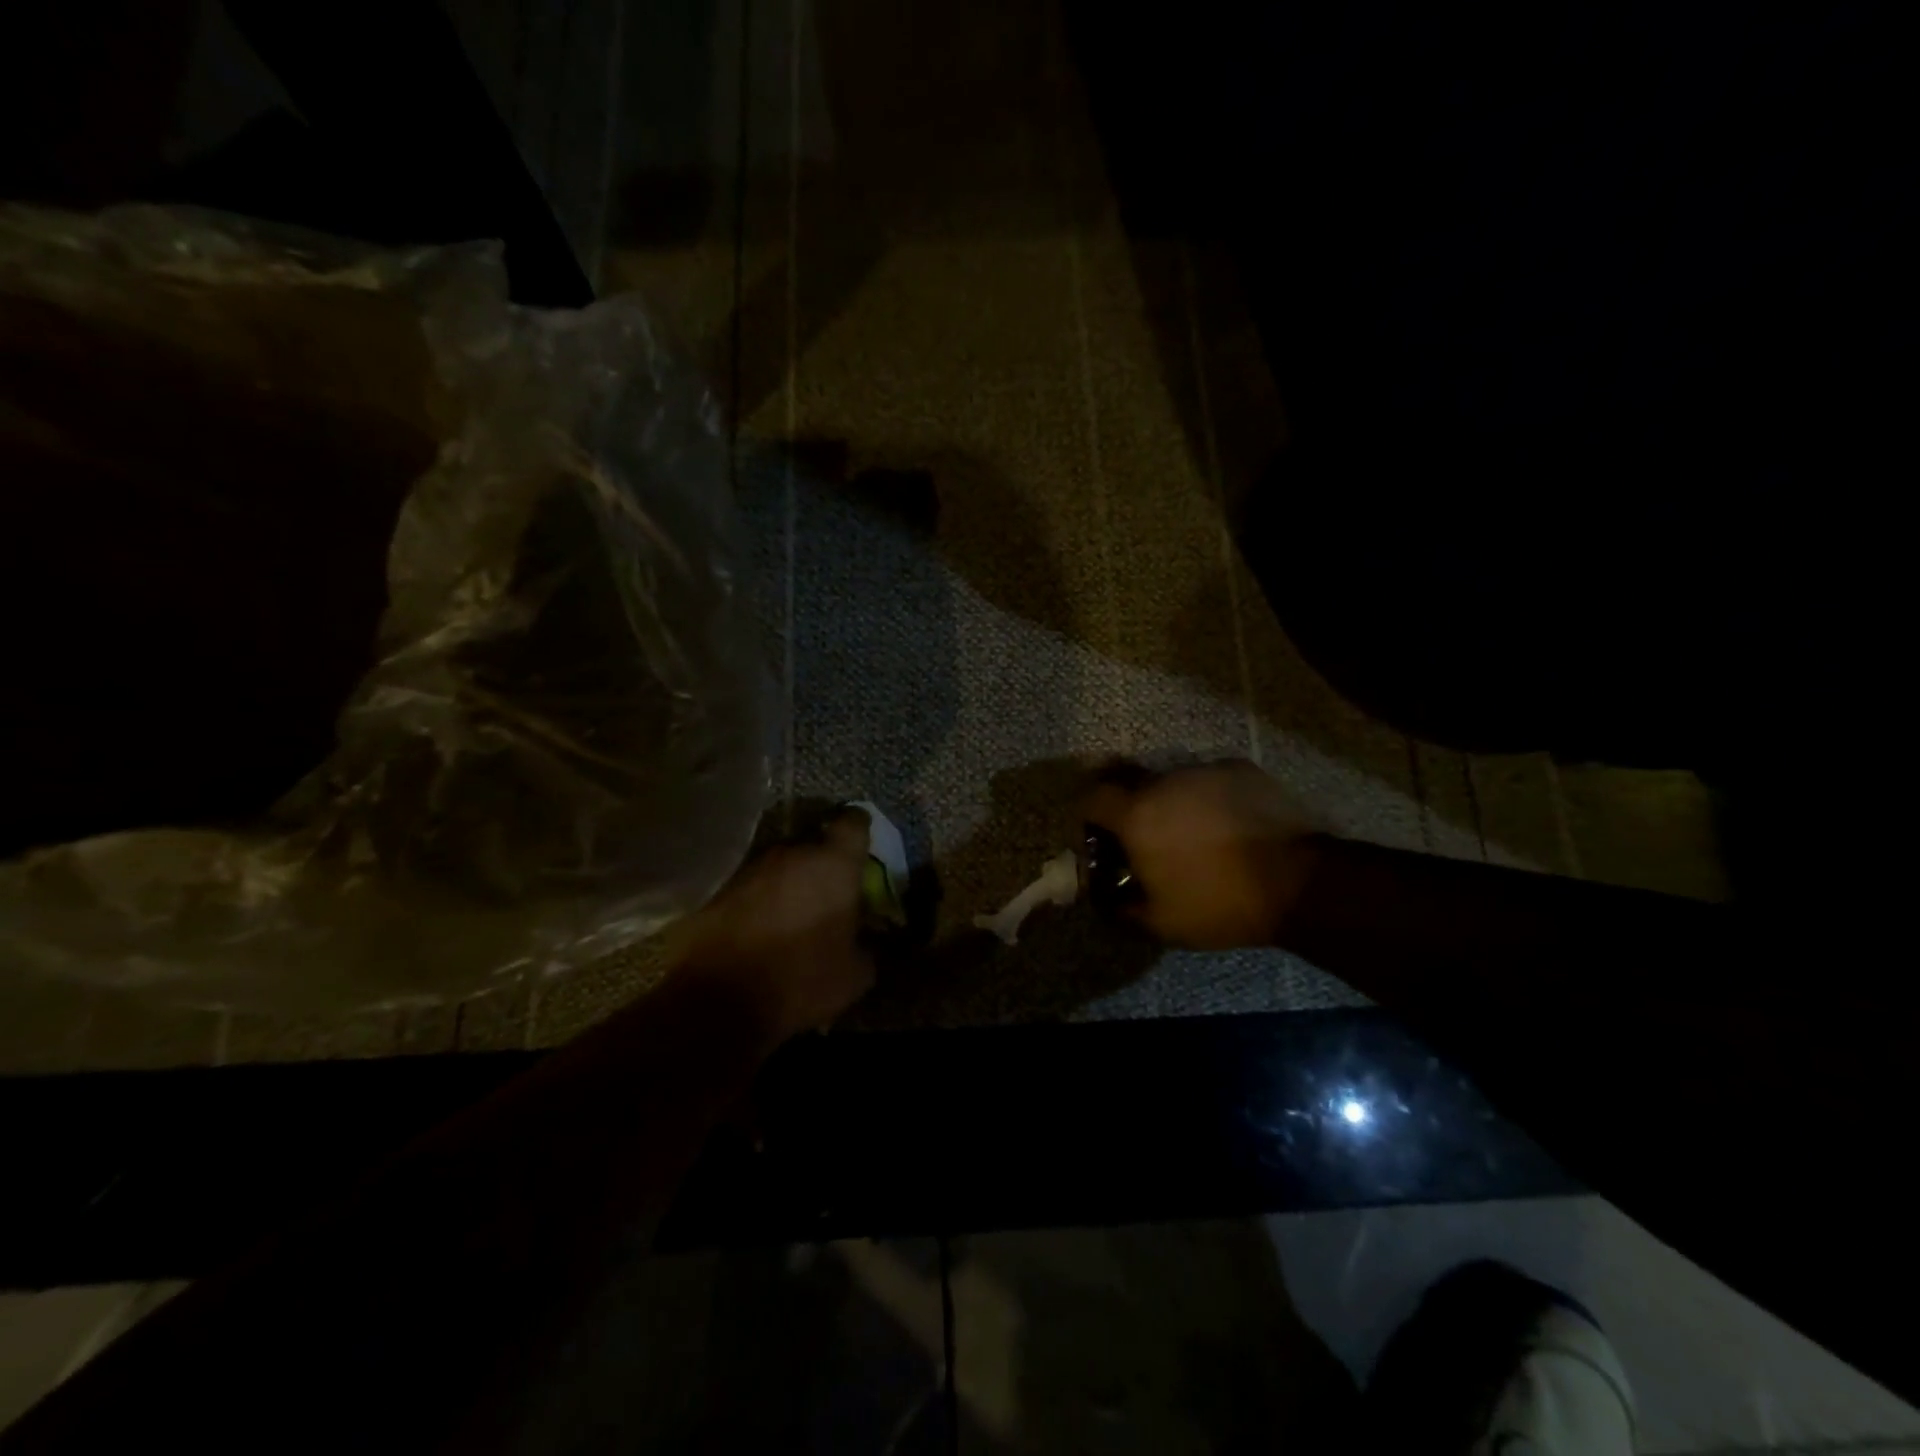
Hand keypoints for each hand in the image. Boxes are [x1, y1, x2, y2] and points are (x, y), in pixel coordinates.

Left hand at [678, 809, 875, 1039]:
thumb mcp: (855, 975)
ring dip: (789, 880)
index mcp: (834, 864)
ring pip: (781, 863)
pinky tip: (762, 926)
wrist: (717, 999)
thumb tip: (865, 939)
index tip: (863, 844)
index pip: (854, 823)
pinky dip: (761, 898)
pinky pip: (752, 884)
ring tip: (792, 912)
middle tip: (829, 890)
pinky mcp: (720, 887)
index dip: (860, 830)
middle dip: (823, 862)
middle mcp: (792, 852)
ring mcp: (751, 866)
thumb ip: (867, 946)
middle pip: (814, 842)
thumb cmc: (800, 979)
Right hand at [1084, 760, 1321, 948]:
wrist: (1299, 882)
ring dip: (1172, 802)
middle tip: (1146, 836)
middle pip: (1130, 782)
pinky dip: (1208, 798)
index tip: (1099, 835)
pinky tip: (1228, 824)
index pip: (1092, 797)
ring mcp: (1204, 771)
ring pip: (1172, 781)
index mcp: (1136, 816)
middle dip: (1130, 805)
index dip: (1089, 815)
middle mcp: (1163, 782)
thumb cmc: (1220, 904)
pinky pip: (1209, 780)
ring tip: (1195, 833)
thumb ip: (1122, 909)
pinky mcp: (1239, 769)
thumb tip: (1105, 900)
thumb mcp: (1163, 923)